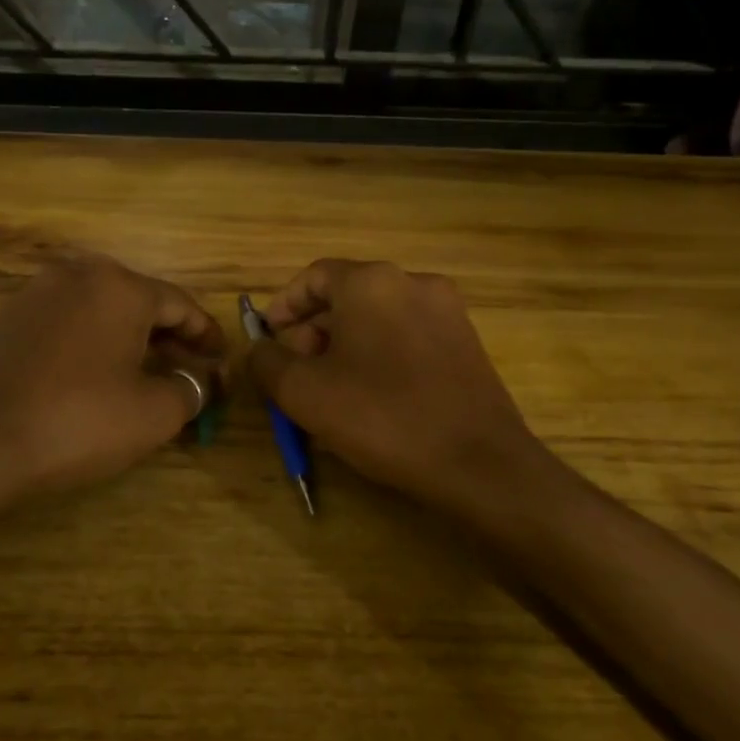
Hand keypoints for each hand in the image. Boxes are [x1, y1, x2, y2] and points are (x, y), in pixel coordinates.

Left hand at [0, 253, 224, 497]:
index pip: (178, 304)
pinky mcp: (0, 324)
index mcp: (117, 287)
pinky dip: (82, 346)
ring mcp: (30, 297)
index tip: (220, 359)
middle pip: (135, 302)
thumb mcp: (154, 412)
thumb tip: (201, 379)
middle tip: (184, 368)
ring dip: (122, 338)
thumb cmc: (81, 420)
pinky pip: (58, 328)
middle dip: (165, 336)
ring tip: (137, 373)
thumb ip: (191, 388)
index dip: (205, 333)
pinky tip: (84, 379)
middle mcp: (74, 276)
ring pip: (93, 312)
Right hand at [245, 259, 558, 513]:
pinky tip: (370, 399)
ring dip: (343, 347)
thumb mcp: (304, 392)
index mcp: (371, 283)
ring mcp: (447, 312)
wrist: (480, 463)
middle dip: (312, 332)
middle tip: (295, 375)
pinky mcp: (467, 343)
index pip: (313, 277)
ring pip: (376, 319)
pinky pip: (406, 338)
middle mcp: (413, 283)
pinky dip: (378, 356)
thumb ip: (267, 362)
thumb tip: (259, 349)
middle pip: (346, 297)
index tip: (267, 340)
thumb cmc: (382, 417)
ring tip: (329, 392)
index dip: (283, 306)